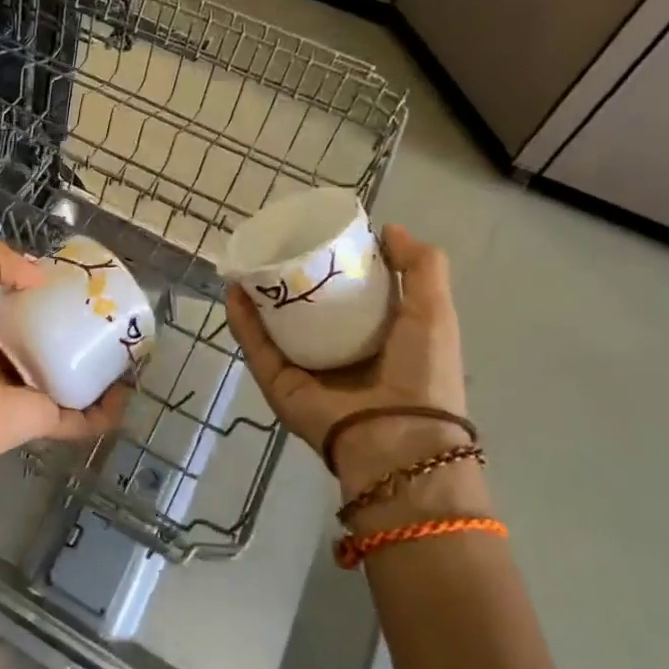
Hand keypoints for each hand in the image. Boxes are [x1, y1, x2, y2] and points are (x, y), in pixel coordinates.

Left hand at [0, 243, 127, 489]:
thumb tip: (38, 276)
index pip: (12, 301)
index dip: (36, 286)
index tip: (68, 275)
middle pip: (42, 335)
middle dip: (70, 320)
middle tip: (104, 304)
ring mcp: (22, 390)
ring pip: (65, 373)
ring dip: (93, 363)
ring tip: (124, 343)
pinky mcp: (42, 420)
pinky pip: (81, 415)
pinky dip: (106, 409)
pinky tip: (127, 392)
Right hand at [226, 224, 469, 496]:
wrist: (396, 440)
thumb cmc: (422, 373)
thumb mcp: (434, 312)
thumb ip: (422, 268)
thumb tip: (390, 229)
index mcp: (377, 339)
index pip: (350, 295)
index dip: (337, 264)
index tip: (322, 234)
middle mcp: (337, 352)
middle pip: (306, 308)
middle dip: (290, 277)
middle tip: (276, 244)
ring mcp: (303, 368)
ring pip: (273, 324)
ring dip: (258, 295)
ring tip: (246, 262)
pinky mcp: (277, 381)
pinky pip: (255, 345)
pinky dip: (241, 319)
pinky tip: (233, 290)